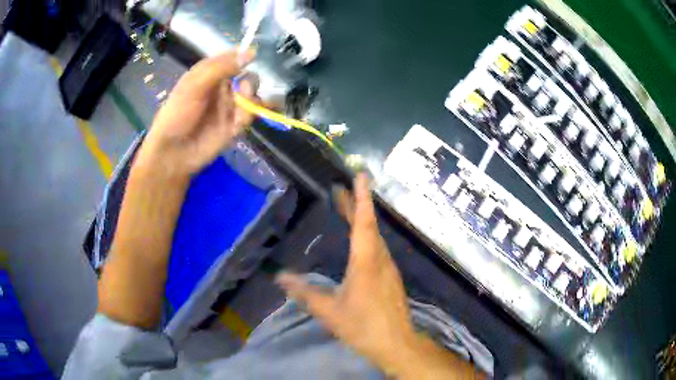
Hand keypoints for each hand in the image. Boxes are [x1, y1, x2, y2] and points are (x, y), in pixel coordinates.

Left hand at [135, 49, 257, 178]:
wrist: (174, 152)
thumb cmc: (178, 113)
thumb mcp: (195, 85)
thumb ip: (221, 68)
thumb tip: (250, 53)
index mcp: (209, 74)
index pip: (232, 58)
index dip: (243, 56)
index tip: (254, 56)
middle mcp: (222, 87)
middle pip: (247, 76)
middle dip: (250, 80)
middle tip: (244, 88)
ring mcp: (229, 106)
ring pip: (252, 95)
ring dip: (252, 98)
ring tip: (244, 105)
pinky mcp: (235, 125)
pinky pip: (250, 115)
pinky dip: (249, 115)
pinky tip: (239, 120)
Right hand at [276, 174, 483, 378]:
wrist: (396, 343)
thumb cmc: (363, 326)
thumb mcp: (329, 311)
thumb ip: (305, 293)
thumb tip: (280, 277)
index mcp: (366, 262)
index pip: (364, 223)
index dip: (362, 198)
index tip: (360, 175)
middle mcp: (380, 259)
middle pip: (369, 226)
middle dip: (355, 205)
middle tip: (339, 188)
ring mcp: (388, 268)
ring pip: (375, 237)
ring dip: (361, 220)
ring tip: (346, 208)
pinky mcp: (390, 278)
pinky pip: (378, 248)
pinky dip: (367, 236)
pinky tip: (358, 240)